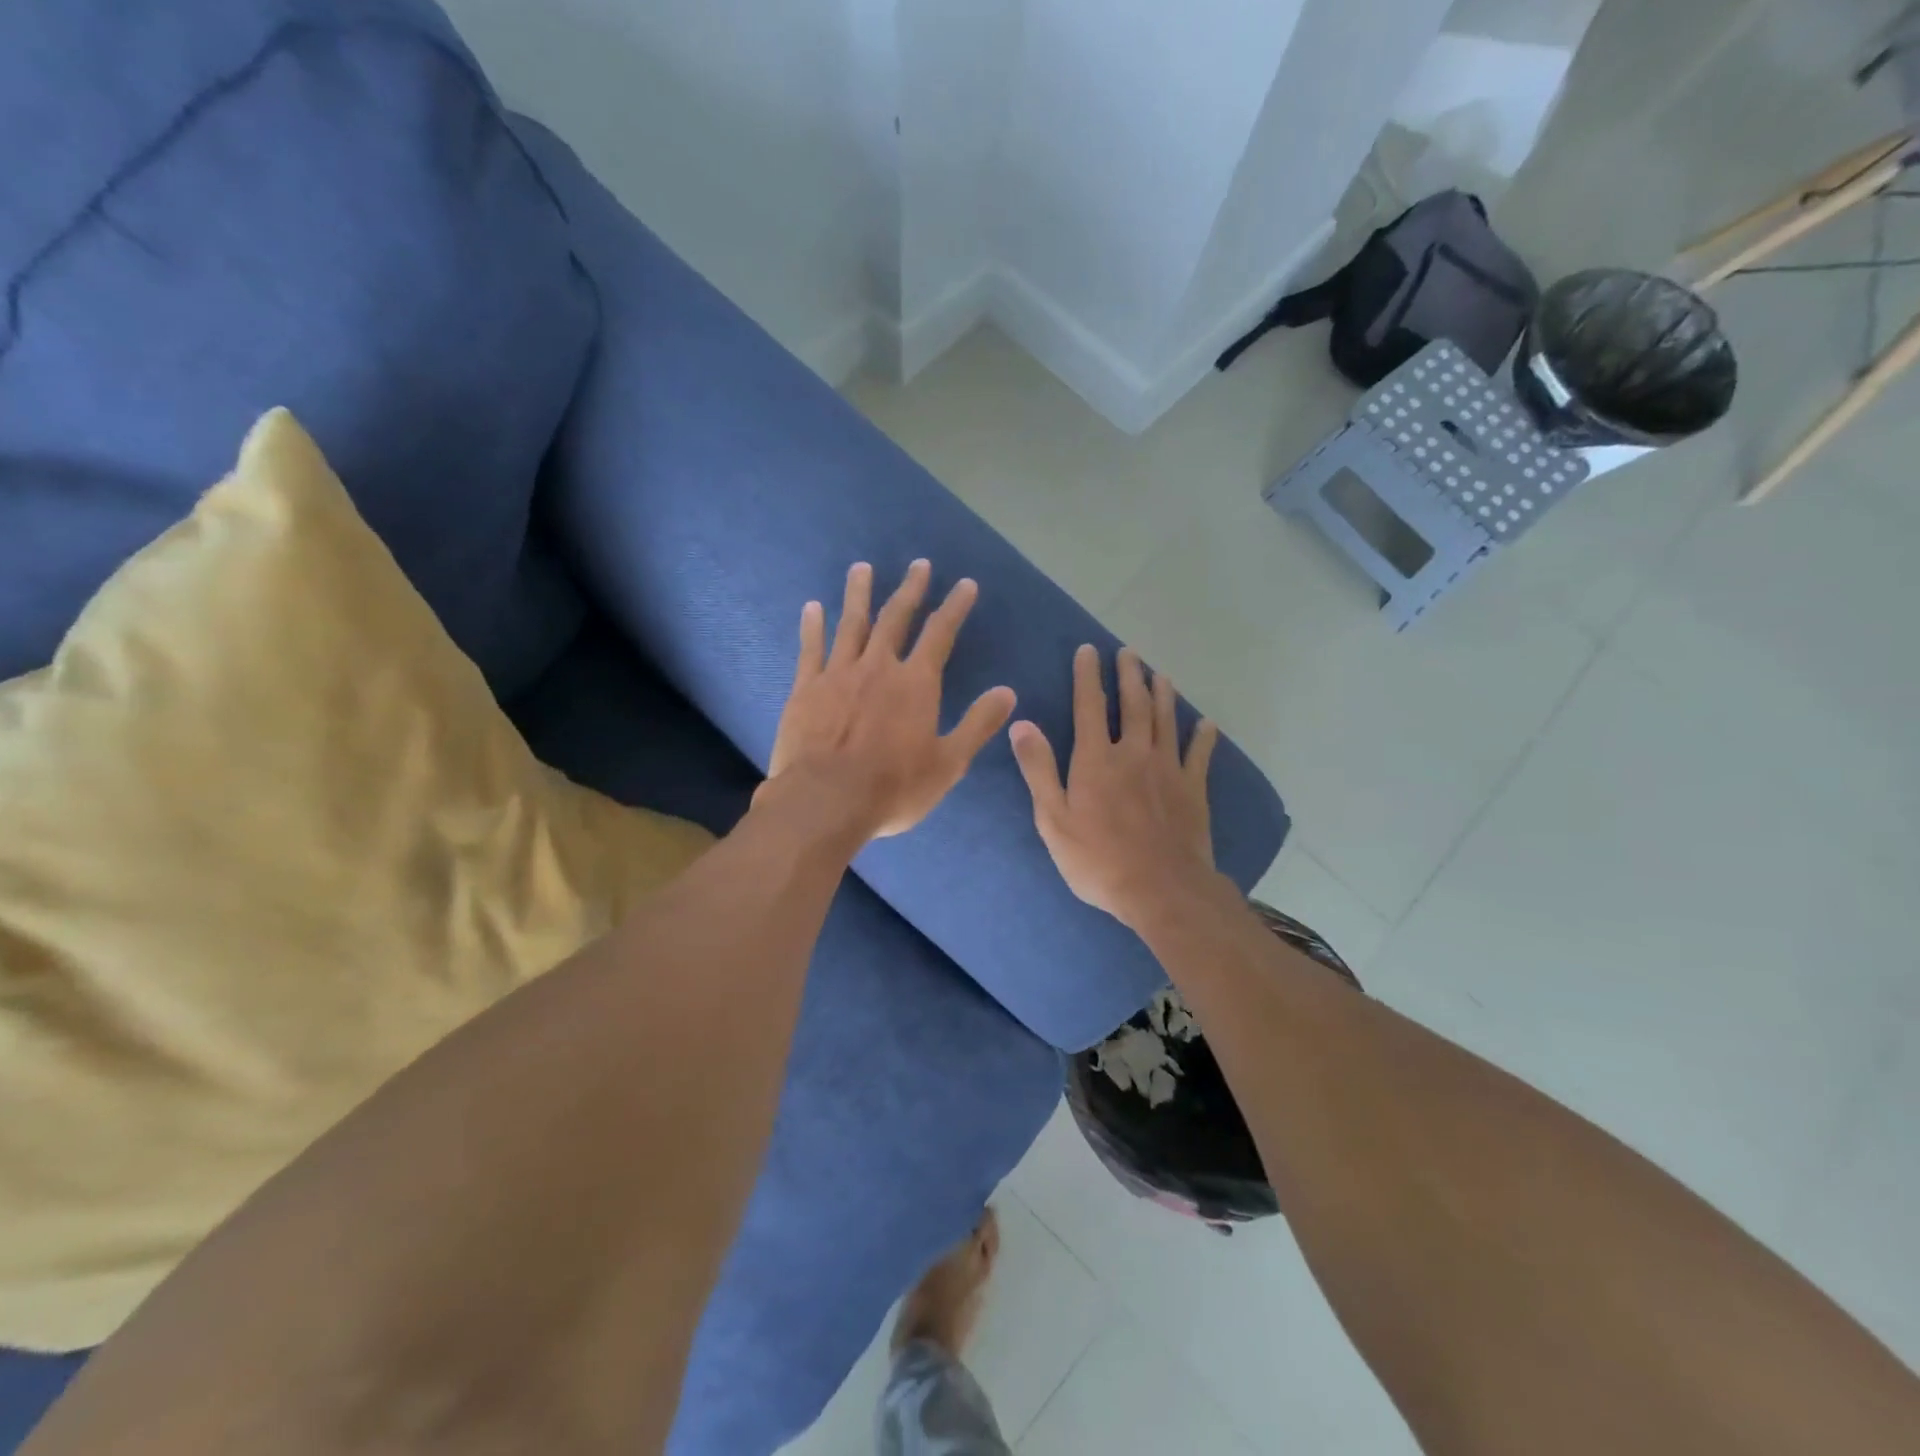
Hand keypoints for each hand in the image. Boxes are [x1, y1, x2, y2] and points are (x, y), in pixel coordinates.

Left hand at [765, 560, 1015, 840]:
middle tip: (918, 565)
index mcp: (916, 683)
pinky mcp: (806, 688)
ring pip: (851, 624)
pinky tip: (813, 607)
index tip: (965, 583)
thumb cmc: (894, 788)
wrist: (826, 801)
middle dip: (910, 589)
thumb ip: (978, 724)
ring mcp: (838, 673)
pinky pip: (811, 648)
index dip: (955, 606)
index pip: (940, 634)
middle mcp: (878, 667)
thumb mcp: (949, 763)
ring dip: (859, 594)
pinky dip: (813, 625)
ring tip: (862, 568)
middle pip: (896, 618)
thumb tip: (1008, 692)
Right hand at [1009, 644, 1221, 930]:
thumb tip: (1022, 724)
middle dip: (1129, 675)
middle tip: (1129, 653)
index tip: (1088, 650)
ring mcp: (1167, 769)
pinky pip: (1199, 754)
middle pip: (1133, 704)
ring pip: (1166, 720)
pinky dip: (1202, 736)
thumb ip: (1038, 769)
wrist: (1160, 889)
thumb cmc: (1097, 859)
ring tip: (1161, 674)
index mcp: (1096, 759)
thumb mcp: (1053, 819)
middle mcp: (1134, 754)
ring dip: (1163, 694)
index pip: (1089, 706)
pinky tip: (1205, 723)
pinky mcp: (1193, 789)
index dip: (1087, 676)